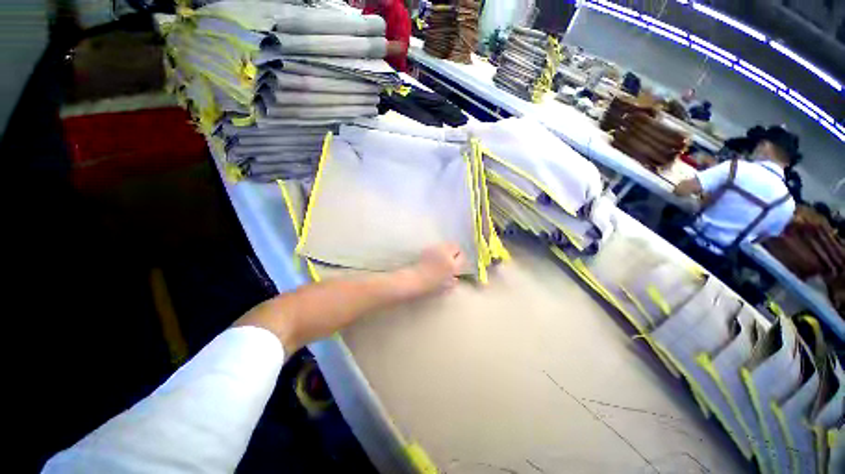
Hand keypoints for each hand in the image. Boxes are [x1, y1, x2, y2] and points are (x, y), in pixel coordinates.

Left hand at [406, 243, 465, 293]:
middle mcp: (445, 254)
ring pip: (447, 244)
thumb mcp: (446, 288)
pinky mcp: (428, 248)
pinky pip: (437, 246)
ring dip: (447, 249)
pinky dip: (439, 249)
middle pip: (455, 246)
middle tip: (453, 258)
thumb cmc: (431, 287)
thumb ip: (453, 282)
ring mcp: (436, 250)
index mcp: (452, 265)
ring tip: (444, 256)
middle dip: (455, 251)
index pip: (462, 257)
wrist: (415, 281)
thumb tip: (456, 278)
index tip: (458, 264)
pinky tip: (435, 256)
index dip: (461, 260)